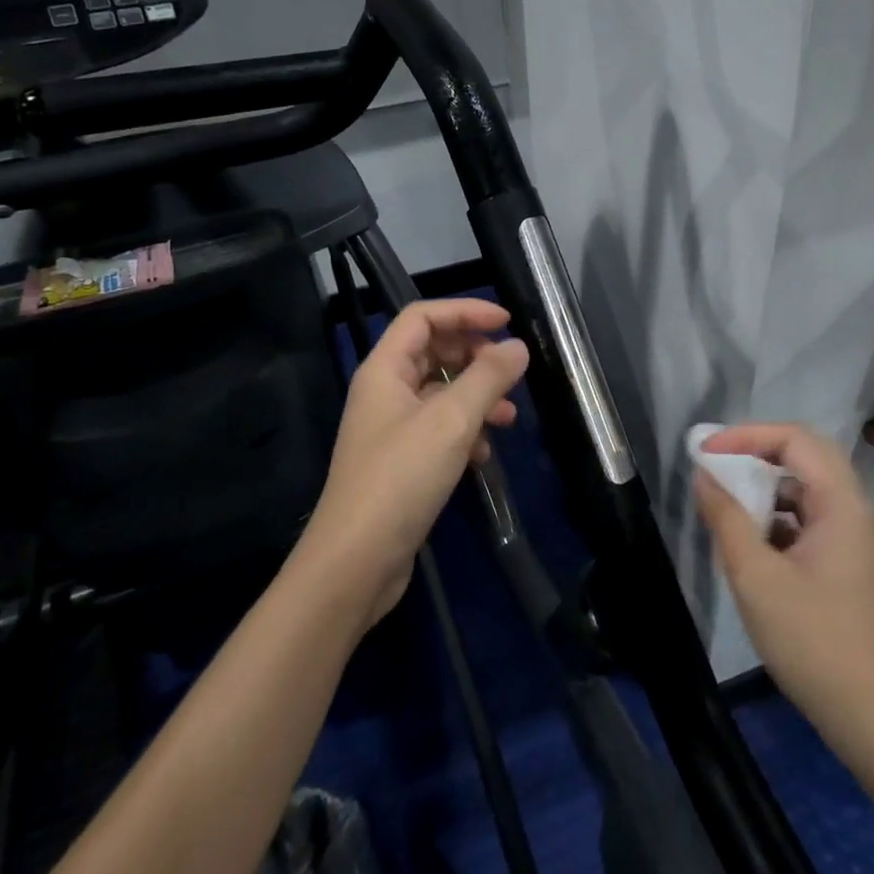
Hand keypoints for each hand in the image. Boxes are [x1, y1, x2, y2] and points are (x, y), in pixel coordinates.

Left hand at [301, 299, 528, 626]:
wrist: (356, 562)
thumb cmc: (400, 479)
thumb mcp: (451, 422)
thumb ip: (487, 378)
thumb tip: (518, 347)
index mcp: (384, 370)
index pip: (423, 317)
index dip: (464, 311)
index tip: (506, 322)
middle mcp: (384, 391)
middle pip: (432, 351)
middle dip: (474, 356)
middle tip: (510, 370)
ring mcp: (392, 427)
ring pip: (440, 392)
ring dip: (476, 396)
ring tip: (510, 416)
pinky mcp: (402, 460)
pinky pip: (439, 428)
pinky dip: (465, 431)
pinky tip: (485, 453)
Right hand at [696, 423, 873, 758]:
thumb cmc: (813, 642)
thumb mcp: (756, 577)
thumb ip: (727, 518)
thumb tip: (704, 476)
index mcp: (843, 506)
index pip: (797, 440)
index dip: (748, 435)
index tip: (706, 452)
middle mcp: (858, 514)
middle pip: (807, 458)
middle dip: (757, 454)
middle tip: (715, 463)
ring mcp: (859, 543)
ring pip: (809, 492)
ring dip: (766, 489)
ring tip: (727, 504)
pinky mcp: (853, 569)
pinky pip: (812, 522)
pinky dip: (779, 519)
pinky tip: (751, 545)